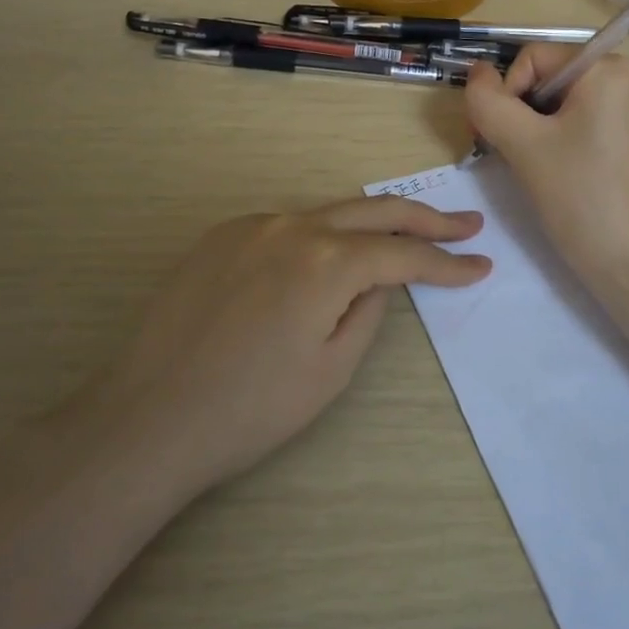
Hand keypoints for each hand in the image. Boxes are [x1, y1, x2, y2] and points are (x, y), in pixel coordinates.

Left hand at [107, 197, 489, 494]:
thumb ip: (368, 311)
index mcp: (327, 261)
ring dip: (370, 224)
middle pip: (375, 210)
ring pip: (328, 214)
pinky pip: (285, 228)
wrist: (148, 417)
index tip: (481, 264)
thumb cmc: (250, 408)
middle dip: (426, 218)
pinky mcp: (221, 236)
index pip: (404, 253)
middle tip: (465, 224)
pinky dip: (317, 239)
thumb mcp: (330, 370)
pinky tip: (323, 263)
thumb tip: (376, 281)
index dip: (447, 262)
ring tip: (405, 235)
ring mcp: (252, 225)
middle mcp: (293, 226)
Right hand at [464, 45, 628, 302]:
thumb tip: (476, 73)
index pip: (533, 58)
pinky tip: (554, 174)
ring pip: (558, 105)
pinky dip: (555, 142)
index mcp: (606, 68)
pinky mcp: (628, 140)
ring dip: (532, 131)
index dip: (507, 93)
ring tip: (533, 169)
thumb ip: (489, 101)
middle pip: (546, 79)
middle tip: (510, 155)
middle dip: (519, 113)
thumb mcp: (523, 145)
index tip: (501, 137)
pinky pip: (578, 124)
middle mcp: (625, 79)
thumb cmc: (580, 197)